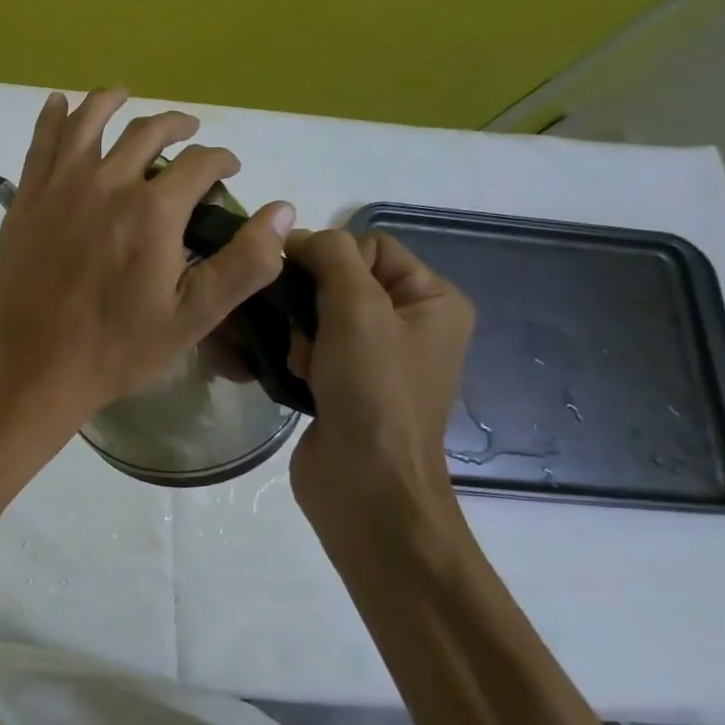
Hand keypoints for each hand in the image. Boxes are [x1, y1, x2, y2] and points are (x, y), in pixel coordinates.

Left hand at [0, 88, 295, 433]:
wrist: (36, 364)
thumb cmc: (119, 347)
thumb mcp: (193, 317)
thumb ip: (244, 263)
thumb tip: (283, 211)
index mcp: (153, 210)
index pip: (200, 163)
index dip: (222, 158)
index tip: (229, 166)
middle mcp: (107, 183)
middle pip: (147, 133)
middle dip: (176, 125)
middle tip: (188, 130)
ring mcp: (61, 186)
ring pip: (89, 122)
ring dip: (111, 101)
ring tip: (124, 93)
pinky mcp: (28, 198)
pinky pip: (41, 143)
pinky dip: (53, 116)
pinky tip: (60, 103)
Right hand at [285, 228, 474, 522]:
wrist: (366, 487)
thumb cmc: (373, 391)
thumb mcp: (359, 309)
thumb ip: (331, 256)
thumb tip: (296, 237)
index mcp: (433, 300)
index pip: (370, 246)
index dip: (331, 259)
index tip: (305, 289)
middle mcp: (410, 323)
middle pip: (340, 278)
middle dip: (310, 300)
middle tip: (303, 333)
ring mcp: (376, 357)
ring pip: (317, 312)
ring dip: (298, 331)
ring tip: (298, 361)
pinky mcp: (345, 383)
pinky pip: (311, 345)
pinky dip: (295, 354)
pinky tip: (291, 374)